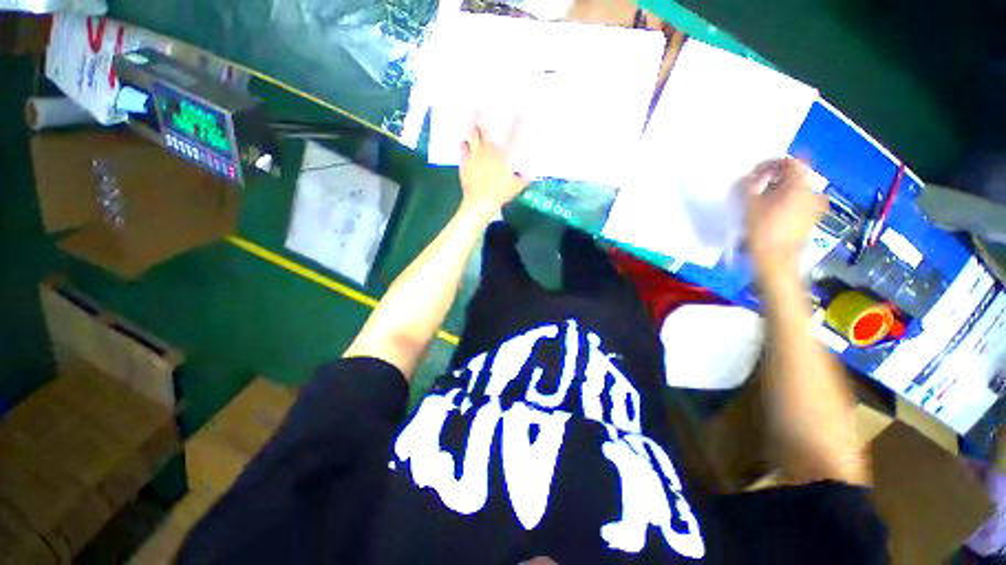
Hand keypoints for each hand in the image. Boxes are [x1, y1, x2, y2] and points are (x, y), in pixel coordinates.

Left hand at [458, 119, 528, 216]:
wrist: (481, 201)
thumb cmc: (500, 194)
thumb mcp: (516, 187)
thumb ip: (524, 178)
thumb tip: (531, 173)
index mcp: (503, 156)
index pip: (512, 138)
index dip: (516, 124)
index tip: (519, 113)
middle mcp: (489, 152)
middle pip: (485, 132)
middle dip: (482, 119)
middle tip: (478, 108)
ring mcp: (475, 156)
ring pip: (472, 137)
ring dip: (471, 128)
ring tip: (469, 119)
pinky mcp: (465, 164)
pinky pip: (462, 150)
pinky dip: (462, 145)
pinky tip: (462, 142)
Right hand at [743, 158, 827, 277]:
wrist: (777, 262)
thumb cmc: (763, 232)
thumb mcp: (749, 206)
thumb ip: (747, 187)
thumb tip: (746, 178)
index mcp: (799, 186)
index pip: (789, 162)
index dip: (769, 164)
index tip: (753, 173)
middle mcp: (811, 193)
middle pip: (793, 176)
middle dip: (772, 178)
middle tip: (754, 187)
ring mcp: (813, 207)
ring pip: (795, 189)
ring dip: (777, 190)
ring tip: (759, 200)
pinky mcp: (810, 220)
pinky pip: (797, 202)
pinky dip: (783, 201)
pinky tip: (768, 213)